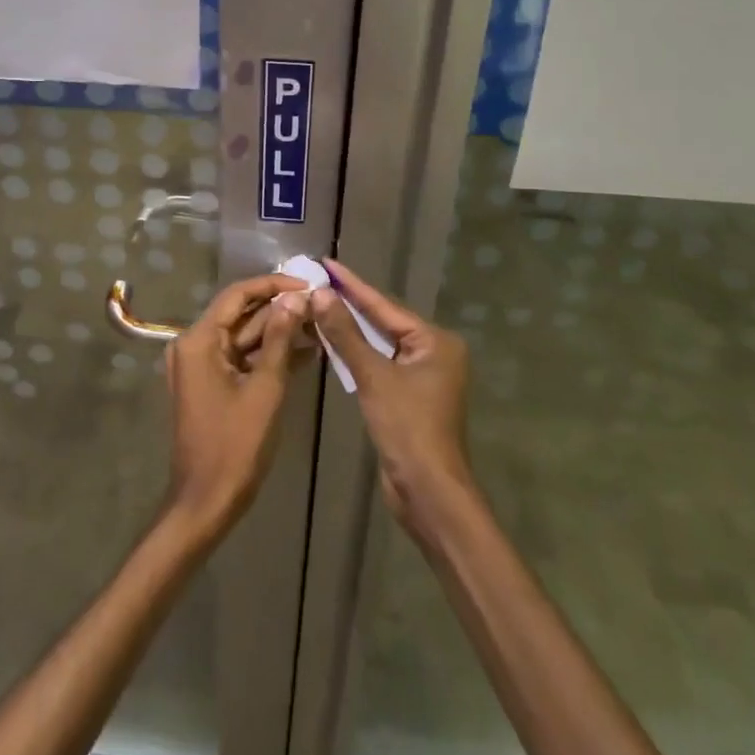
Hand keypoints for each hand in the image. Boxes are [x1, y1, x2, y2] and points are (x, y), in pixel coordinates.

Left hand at [163, 272, 310, 539]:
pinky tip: (304, 352)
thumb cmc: (235, 446)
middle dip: (279, 310)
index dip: (273, 285)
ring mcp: (200, 366)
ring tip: (318, 325)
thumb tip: (296, 298)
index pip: (238, 295)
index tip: (307, 284)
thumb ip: (280, 339)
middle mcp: (194, 345)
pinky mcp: (210, 384)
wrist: (206, 502)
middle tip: (319, 305)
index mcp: (200, 340)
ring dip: (278, 332)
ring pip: (243, 337)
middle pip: (240, 315)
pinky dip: (267, 355)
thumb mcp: (265, 389)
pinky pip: (240, 358)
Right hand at [311, 258, 475, 538]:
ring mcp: (423, 375)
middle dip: (351, 304)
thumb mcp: (373, 376)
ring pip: (381, 343)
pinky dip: (358, 353)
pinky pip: (380, 363)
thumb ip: (345, 334)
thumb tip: (321, 294)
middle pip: (384, 321)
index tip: (327, 263)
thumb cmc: (406, 427)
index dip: (353, 285)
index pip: (385, 305)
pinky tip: (334, 342)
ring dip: (351, 329)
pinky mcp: (410, 396)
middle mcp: (434, 352)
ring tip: (320, 304)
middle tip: (319, 281)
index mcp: (435, 341)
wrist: (427, 491)